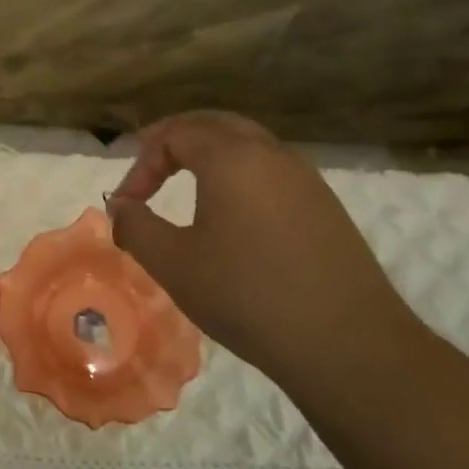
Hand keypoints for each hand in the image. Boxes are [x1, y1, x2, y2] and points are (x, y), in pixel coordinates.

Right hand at [106, 111, 410, 375]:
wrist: (347, 343)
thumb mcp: (174, 264)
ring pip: (248, 144)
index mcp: (231, 157)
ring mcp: (305, 178)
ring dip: (210, 154)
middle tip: (150, 165)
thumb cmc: (247, 295)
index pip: (174, 135)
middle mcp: (271, 154)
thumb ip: (136, 227)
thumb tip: (120, 206)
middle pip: (214, 124)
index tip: (127, 203)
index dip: (141, 164)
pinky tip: (233, 214)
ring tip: (187, 185)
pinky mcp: (325, 206)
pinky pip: (272, 170)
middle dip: (176, 139)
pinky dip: (240, 174)